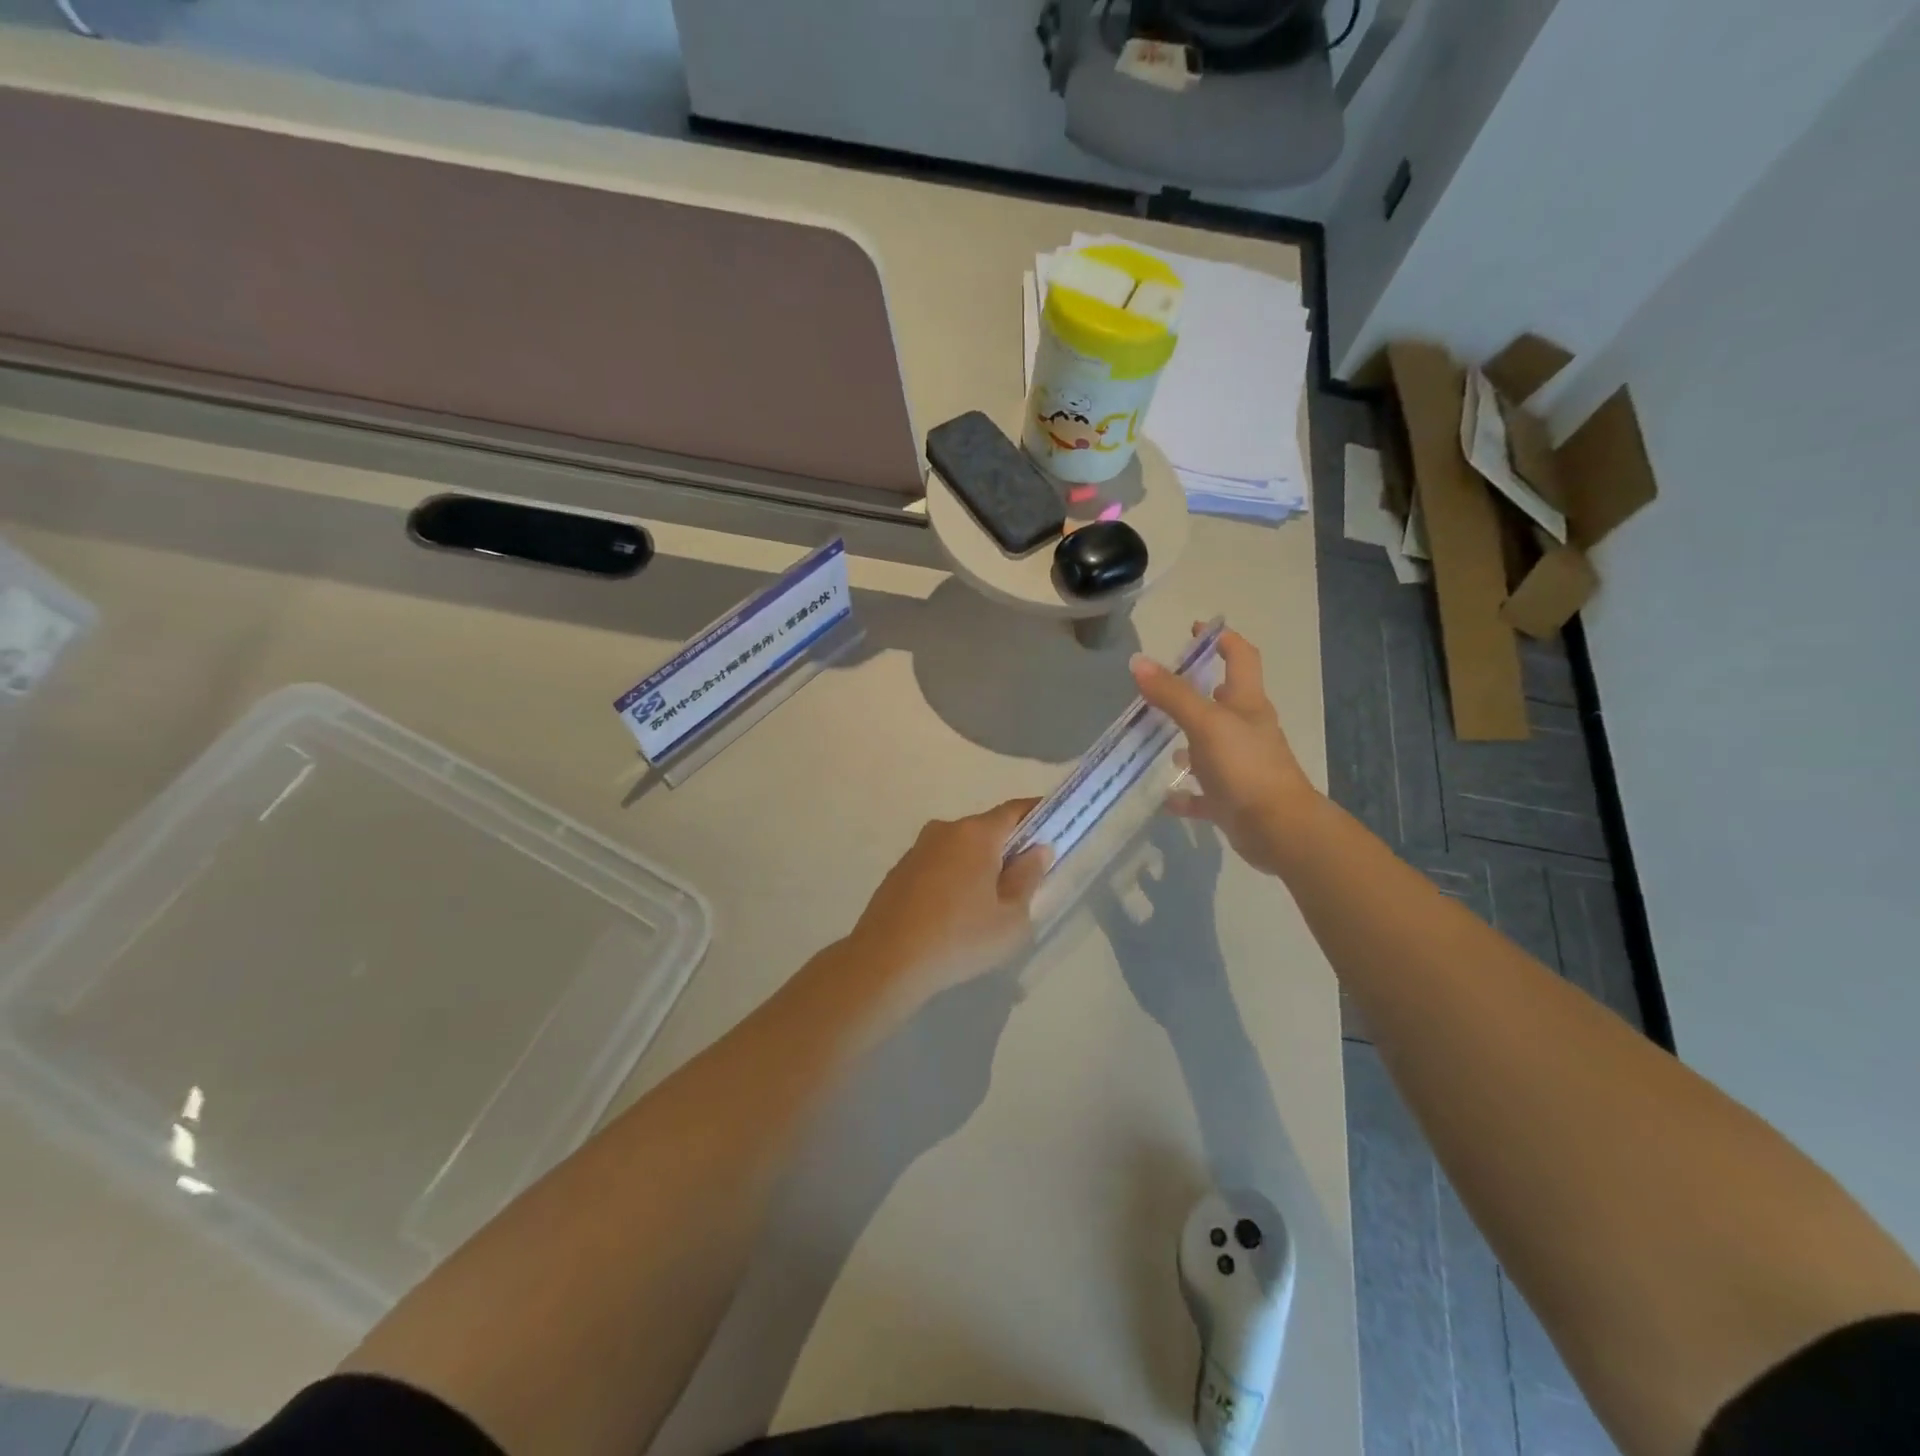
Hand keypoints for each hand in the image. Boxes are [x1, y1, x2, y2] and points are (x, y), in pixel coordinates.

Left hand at [847, 798, 1052, 1003]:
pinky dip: (953, 878)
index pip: (1015, 810)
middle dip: (1008, 847)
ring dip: (978, 865)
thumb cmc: (960, 938)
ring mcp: (917, 849)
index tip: (1055, 826)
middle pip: (986, 829)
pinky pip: (938, 865)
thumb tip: (1037, 850)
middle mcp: (944, 830)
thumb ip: (1028, 878)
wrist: (887, 961)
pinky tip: (954, 912)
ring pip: (960, 848)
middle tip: (1025, 878)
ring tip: (987, 903)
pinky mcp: (899, 871)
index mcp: (976, 834)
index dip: (1038, 814)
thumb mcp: (1011, 918)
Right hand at [1130, 624, 1319, 877]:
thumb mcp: (1205, 723)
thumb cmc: (1245, 766)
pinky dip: (1186, 793)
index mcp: (1247, 704)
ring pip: (1211, 746)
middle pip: (1224, 701)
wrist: (1278, 828)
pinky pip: (1204, 792)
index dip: (1222, 640)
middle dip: (1197, 690)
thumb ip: (1172, 694)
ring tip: (1156, 737)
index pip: (1240, 658)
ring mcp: (1241, 766)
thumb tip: (1138, 661)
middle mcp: (1246, 730)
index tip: (1197, 629)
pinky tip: (1166, 797)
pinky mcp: (1232, 799)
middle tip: (1161, 686)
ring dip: (1188, 740)